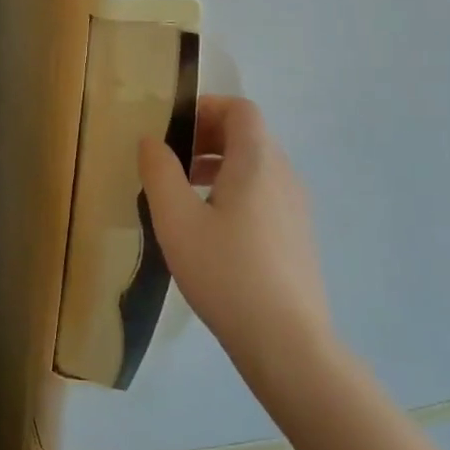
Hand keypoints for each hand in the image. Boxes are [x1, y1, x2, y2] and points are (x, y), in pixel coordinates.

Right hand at [138, 96, 336, 383]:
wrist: (286, 342)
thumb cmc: (226, 272)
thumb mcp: (176, 220)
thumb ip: (160, 172)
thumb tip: (151, 140)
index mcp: (257, 161)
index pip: (241, 110)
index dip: (207, 107)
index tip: (173, 127)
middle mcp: (284, 175)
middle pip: (250, 136)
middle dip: (208, 137)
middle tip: (171, 159)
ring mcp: (297, 207)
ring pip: (258, 167)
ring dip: (221, 166)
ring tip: (185, 193)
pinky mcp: (298, 236)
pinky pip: (266, 194)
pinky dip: (237, 191)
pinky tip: (212, 229)